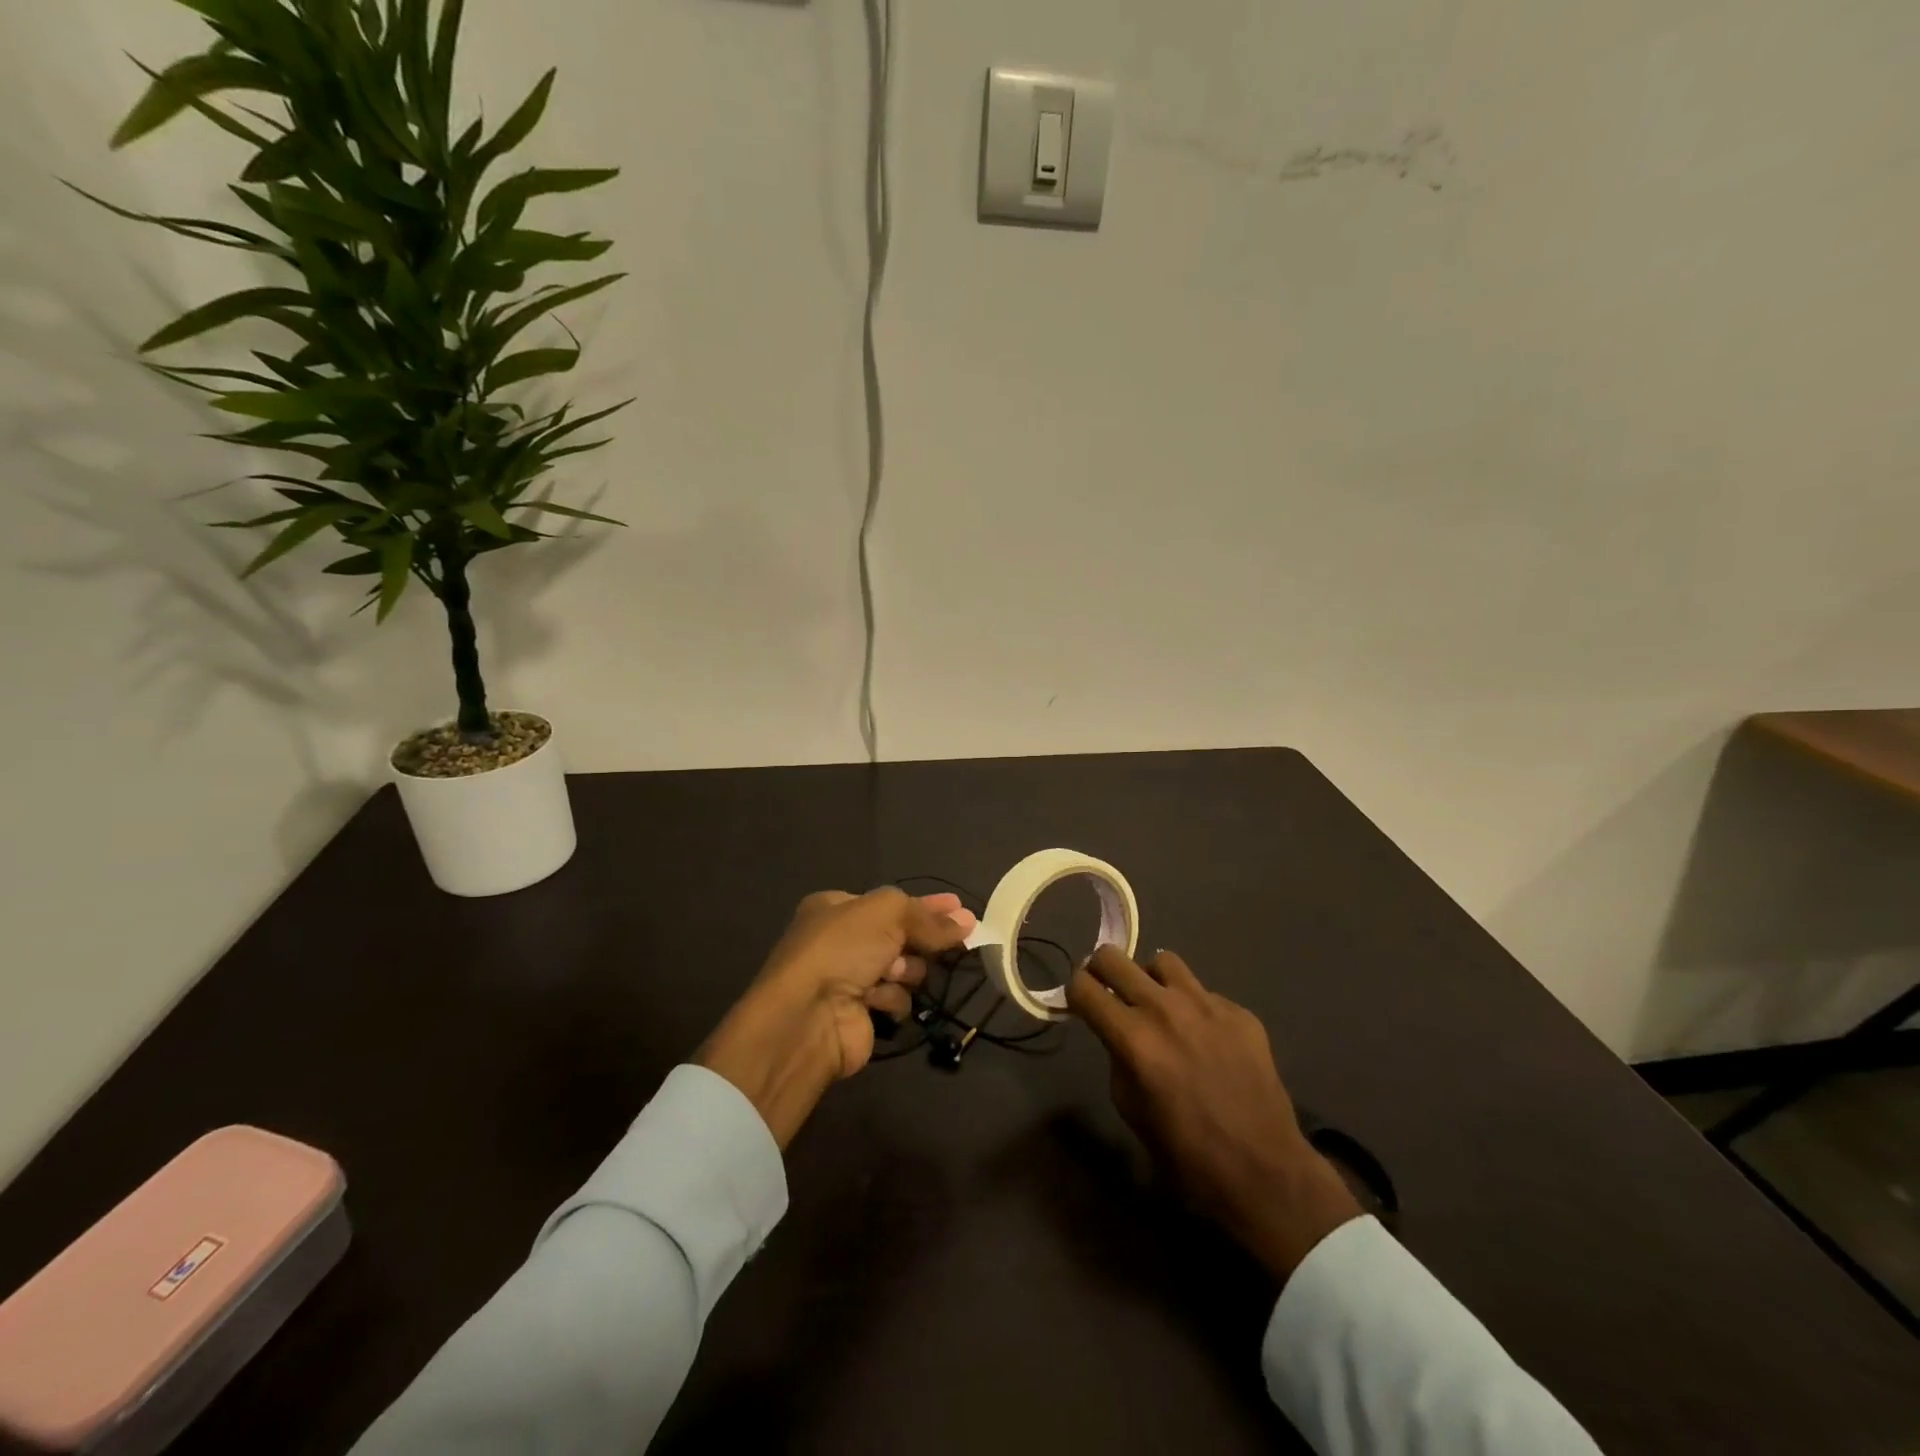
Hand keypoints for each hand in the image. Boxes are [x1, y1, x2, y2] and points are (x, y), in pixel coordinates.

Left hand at [698, 887, 974, 1148]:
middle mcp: (840, 941)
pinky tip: (878, 1001)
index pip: (891, 903)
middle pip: (899, 935)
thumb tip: (966, 921)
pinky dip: (891, 999)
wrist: (807, 1017)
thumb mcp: (886, 913)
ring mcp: (848, 979)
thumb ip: (926, 916)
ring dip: (905, 969)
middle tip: (957, 938)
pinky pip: (893, 999)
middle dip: (920, 939)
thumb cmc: (841, 949)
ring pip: (902, 968)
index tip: (960, 908)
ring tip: (893, 973)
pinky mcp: (858, 1014)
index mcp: (836, 908)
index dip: (926, 905)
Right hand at [1067, 945, 1362, 1279]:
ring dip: (1150, 980)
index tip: (1079, 1003)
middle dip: (1101, 971)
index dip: (1074, 992)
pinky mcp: (1240, 1012)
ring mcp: (1207, 1005)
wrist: (1265, 1172)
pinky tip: (1205, 1038)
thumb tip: (1118, 1035)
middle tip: (1107, 991)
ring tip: (1159, 1005)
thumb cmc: (1187, 1154)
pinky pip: (1203, 993)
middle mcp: (1165, 1008)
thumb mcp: (1131, 1109)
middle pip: (1114, 958)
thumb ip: (1117, 1059)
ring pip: (1163, 961)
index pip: (1084, 987)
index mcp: (1133, 1037)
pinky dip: (1193, 1007)